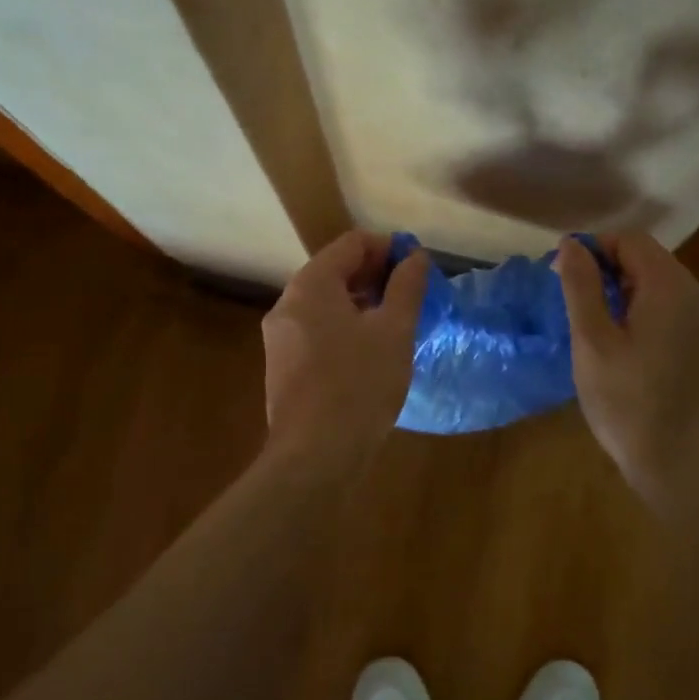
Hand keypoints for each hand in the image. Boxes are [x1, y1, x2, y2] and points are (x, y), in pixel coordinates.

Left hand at [262, 230, 429, 466]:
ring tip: (397, 323)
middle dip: (376, 276)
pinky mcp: (283, 366)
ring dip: (363, 303)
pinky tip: (371, 352)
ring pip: (327, 303)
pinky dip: (346, 328)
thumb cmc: (360, 384)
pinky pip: (318, 330)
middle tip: (412, 296)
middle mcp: (288, 303)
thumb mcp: (394, 330)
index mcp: (311, 285)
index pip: (352, 243)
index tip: (418, 268)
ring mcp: (281, 337)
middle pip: (336, 271)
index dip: (389, 248)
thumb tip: (415, 256)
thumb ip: (406, 286)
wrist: (316, 456)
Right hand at [557, 233, 698, 493]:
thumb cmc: (626, 401)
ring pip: (661, 284)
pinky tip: (626, 343)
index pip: (632, 241)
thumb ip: (581, 286)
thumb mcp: (592, 341)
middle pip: (649, 259)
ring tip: (598, 325)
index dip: (595, 249)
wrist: (678, 463)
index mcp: (671, 289)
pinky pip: (673, 308)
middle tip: (577, 303)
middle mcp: (698, 296)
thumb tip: (572, 244)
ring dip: (626, 290)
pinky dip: (646, 310)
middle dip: (609, 269)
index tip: (565, 276)